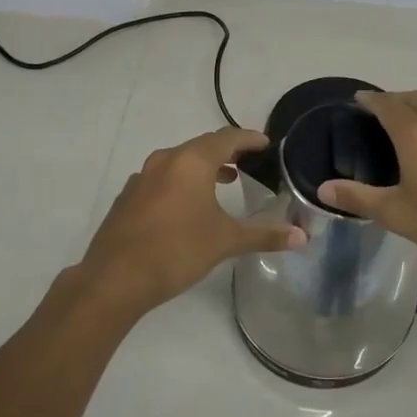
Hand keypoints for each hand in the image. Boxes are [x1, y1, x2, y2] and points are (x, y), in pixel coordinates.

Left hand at [74, 126, 304, 320]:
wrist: (114, 278)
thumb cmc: (177, 251)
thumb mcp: (226, 241)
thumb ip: (264, 235)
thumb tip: (302, 238)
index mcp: (192, 161)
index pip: (227, 138)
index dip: (249, 139)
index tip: (266, 143)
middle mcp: (166, 160)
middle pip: (202, 146)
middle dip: (228, 151)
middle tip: (250, 160)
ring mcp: (142, 177)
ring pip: (180, 161)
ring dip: (204, 166)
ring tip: (226, 179)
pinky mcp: (128, 196)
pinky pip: (162, 177)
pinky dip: (182, 181)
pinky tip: (188, 204)